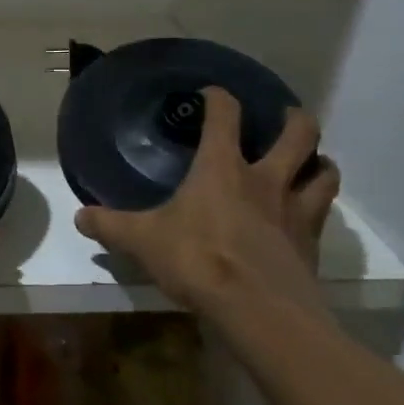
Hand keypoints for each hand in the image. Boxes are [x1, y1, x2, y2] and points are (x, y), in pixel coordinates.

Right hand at [75, 89, 339, 316]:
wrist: (259, 311)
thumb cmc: (198, 260)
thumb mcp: (143, 241)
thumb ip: (111, 225)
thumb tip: (80, 216)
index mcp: (222, 167)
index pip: (224, 115)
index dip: (219, 97)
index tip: (212, 93)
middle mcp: (265, 179)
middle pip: (298, 134)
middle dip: (294, 119)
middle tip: (285, 117)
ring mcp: (295, 211)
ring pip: (323, 171)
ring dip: (319, 161)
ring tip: (310, 162)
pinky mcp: (312, 244)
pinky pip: (323, 214)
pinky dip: (318, 206)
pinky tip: (306, 216)